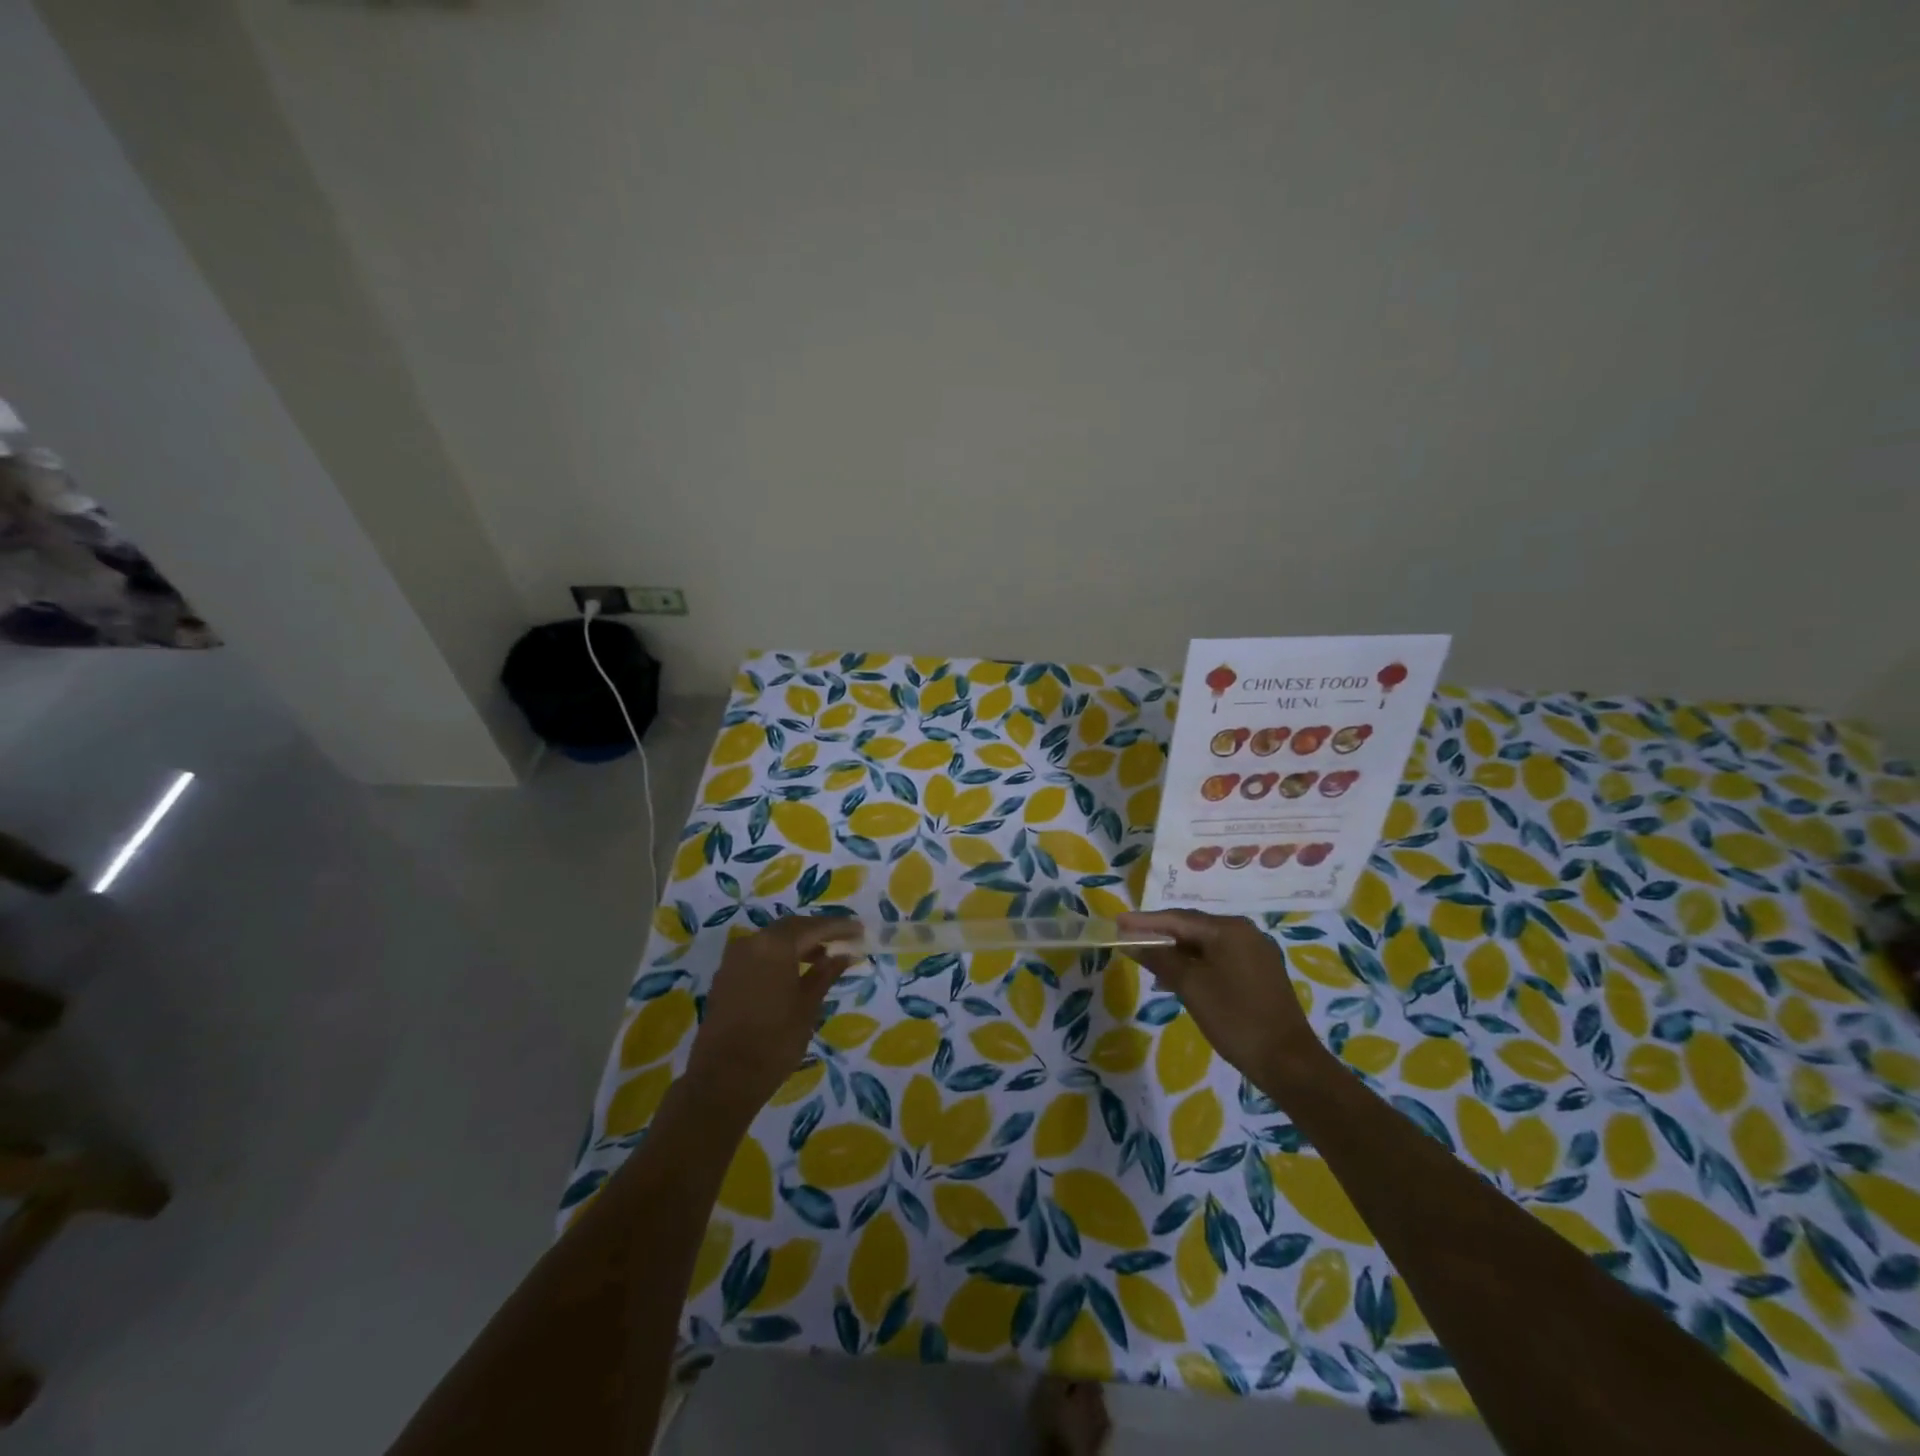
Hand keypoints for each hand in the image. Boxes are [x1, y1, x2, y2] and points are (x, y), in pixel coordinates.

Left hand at [683, 916, 862, 1121]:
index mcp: (775, 945)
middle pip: (791, 928)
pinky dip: (779, 956)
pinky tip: (794, 972)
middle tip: (843, 939)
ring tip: (823, 957)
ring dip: (798, 944)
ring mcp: (734, 959)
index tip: (860, 930)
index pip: (814, 927)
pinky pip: (758, 954)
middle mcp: (752, 943)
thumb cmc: (775, 1041)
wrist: (723, 1079)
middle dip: (818, 931)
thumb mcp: (808, 1006)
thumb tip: (845, 955)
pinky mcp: (725, 976)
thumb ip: (826, 974)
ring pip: (773, 940)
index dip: (839, 927)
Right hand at [1118, 909, 1325, 1087]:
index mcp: (1229, 929)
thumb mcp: (1190, 986)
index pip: (1177, 918)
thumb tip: (1131, 942)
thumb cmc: (1235, 1018)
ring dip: (1177, 952)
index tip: (1118, 922)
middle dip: (1160, 935)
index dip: (1145, 921)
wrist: (1289, 1063)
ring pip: (1206, 945)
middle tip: (1129, 940)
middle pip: (1193, 928)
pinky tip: (1179, 979)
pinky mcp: (1261, 973)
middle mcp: (1245, 932)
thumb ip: (1159, 959)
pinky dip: (1197, 964)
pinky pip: (1220, 958)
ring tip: (1149, 962)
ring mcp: (1256, 953)